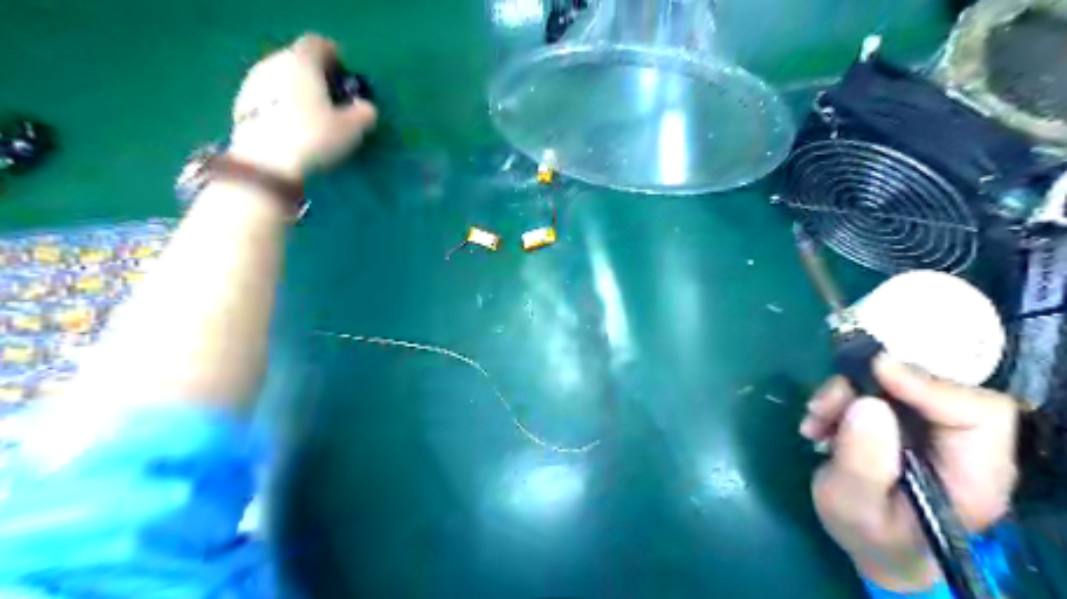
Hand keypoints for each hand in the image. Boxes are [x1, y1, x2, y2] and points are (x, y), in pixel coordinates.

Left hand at [228, 32, 376, 180]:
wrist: (266, 164)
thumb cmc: (314, 137)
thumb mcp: (352, 129)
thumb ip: (364, 113)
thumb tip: (366, 107)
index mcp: (302, 61)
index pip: (319, 44)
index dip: (334, 57)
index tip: (345, 76)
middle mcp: (275, 63)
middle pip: (298, 60)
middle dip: (315, 75)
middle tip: (332, 98)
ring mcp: (254, 83)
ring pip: (282, 78)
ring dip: (297, 91)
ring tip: (312, 115)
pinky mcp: (241, 105)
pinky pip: (269, 97)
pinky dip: (282, 105)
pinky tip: (292, 127)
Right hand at [800, 353, 1013, 591]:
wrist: (875, 544)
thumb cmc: (871, 535)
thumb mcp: (854, 507)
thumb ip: (862, 463)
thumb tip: (866, 404)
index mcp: (975, 475)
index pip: (979, 413)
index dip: (929, 386)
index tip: (876, 374)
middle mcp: (962, 443)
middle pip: (929, 387)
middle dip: (868, 387)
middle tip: (824, 407)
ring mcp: (933, 428)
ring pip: (894, 383)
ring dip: (845, 394)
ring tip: (815, 421)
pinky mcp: (906, 419)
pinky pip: (875, 390)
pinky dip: (841, 399)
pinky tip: (819, 423)